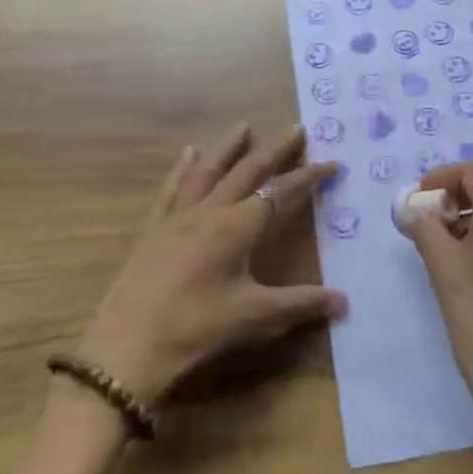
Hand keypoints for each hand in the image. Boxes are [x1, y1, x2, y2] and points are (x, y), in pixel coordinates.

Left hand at [76, 124, 345, 406]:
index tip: (332, 163)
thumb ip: (300, 304)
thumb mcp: (254, 318)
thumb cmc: (196, 329)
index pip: (281, 192)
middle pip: (247, 171)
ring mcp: (179, 216)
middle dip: (275, 150)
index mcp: (237, 228)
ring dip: (230, 147)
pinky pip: (173, 188)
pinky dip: (184, 167)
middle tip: (297, 129)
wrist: (127, 347)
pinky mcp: (155, 228)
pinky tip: (189, 153)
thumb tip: (344, 301)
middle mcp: (210, 211)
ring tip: (244, 126)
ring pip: (209, 170)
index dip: (308, 177)